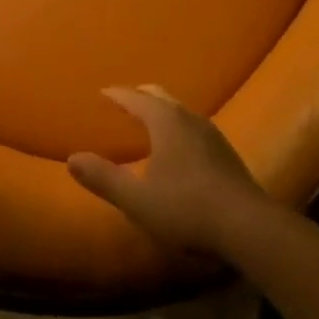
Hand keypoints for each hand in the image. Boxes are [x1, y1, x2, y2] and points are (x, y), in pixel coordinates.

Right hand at [66, 87, 276, 258]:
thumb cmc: (186, 208)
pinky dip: (177, 124)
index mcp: (165, 121)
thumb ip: (104, 178)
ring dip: (161, 109)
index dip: (117, 95)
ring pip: (180, 110)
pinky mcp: (225, 152)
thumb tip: (72, 159)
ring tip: (149, 120)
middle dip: (140, 95)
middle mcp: (189, 118)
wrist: (247, 226)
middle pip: (160, 96)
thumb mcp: (137, 199)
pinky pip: (193, 125)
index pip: (135, 98)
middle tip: (124, 100)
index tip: (102, 92)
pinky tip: (178, 145)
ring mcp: (211, 133)